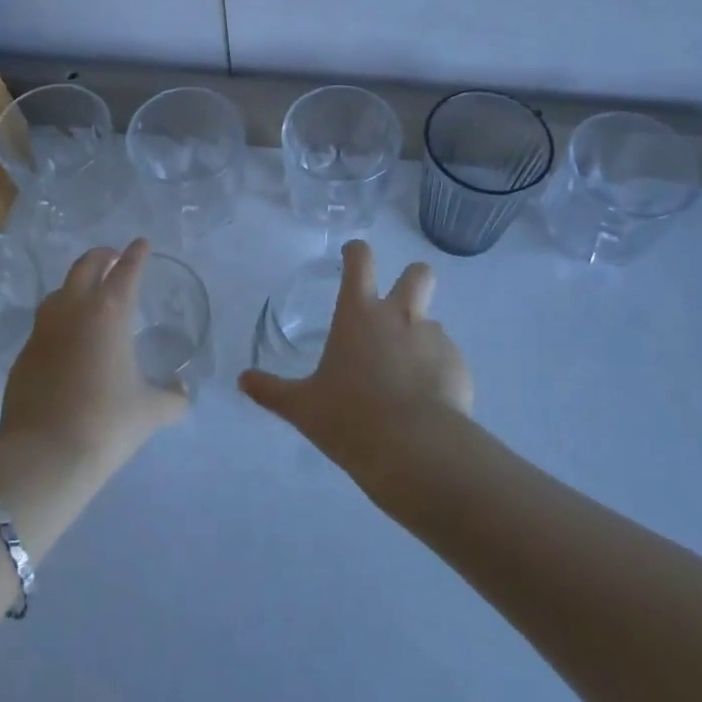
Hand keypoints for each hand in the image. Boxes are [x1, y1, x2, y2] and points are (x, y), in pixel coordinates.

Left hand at [0, 239, 186, 470]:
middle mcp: (74, 311)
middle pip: (86, 266)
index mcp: (110, 313)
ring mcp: (43, 330)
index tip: (142, 243)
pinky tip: (66, 338)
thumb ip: (172, 397)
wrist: (44, 455)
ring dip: (75, 283)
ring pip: (59, 291)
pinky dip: (59, 319)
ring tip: (87, 292)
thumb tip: (184, 393)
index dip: (136, 255)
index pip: (126, 271)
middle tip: (113, 257)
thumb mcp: (150, 411)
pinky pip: (44, 324)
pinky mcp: (23, 354)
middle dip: (101, 257)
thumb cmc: (107, 423)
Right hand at [238, 240, 472, 480]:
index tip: (351, 257)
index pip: (360, 260)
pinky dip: (438, 372)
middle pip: (418, 273)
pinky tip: (427, 404)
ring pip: (433, 321)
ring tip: (408, 376)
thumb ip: (271, 391)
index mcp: (359, 314)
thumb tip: (242, 381)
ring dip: (421, 337)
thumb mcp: (302, 407)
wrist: (415, 450)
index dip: (356, 252)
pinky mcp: (459, 366)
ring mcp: (435, 338)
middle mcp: (400, 316)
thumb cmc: (350, 419)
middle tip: (397, 307)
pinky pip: (448, 359)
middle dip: (412, 280)